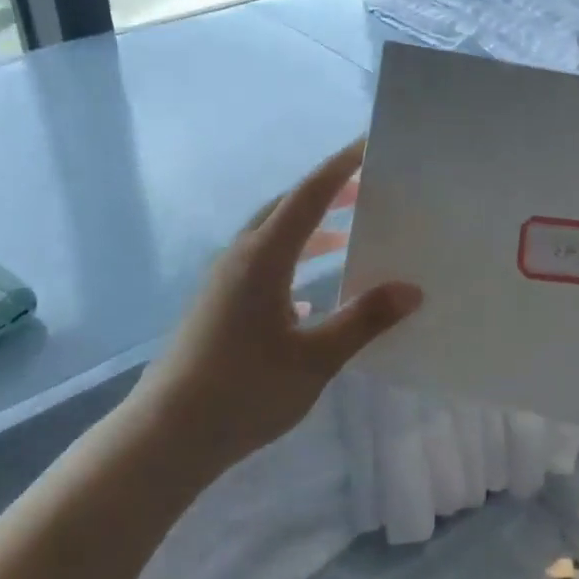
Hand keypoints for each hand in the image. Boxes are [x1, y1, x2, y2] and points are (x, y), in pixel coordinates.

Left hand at [132, 140, 422, 465]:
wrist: (166, 435)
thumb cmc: (244, 391)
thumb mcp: (315, 359)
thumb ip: (363, 320)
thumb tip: (411, 289)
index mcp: (264, 256)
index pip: (309, 195)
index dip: (341, 167)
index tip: (368, 143)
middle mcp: (240, 257)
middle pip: (286, 207)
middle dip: (327, 193)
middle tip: (366, 187)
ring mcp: (223, 281)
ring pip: (271, 237)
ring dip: (308, 228)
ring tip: (344, 235)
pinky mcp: (216, 305)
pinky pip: (260, 265)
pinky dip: (290, 262)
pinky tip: (307, 298)